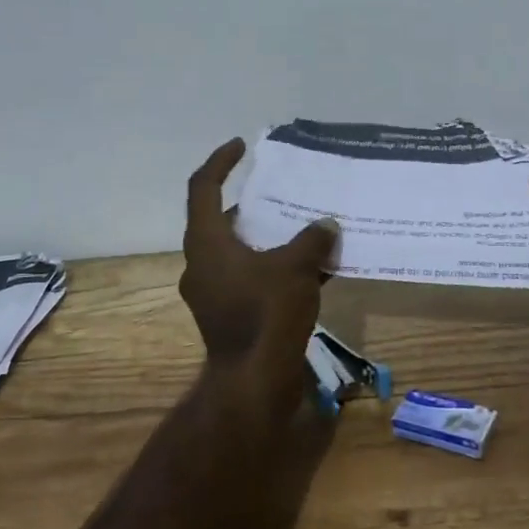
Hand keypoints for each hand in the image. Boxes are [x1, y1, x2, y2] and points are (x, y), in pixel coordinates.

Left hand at [179, 138, 336, 361]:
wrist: (254, 381)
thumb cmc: (267, 313)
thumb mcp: (295, 267)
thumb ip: (311, 240)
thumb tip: (327, 225)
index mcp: (207, 243)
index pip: (202, 187)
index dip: (220, 161)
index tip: (242, 147)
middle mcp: (201, 264)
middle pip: (221, 221)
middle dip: (252, 205)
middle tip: (281, 194)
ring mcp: (211, 292)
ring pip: (237, 252)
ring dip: (265, 239)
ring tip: (300, 230)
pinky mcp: (226, 315)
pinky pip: (247, 278)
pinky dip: (271, 268)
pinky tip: (307, 271)